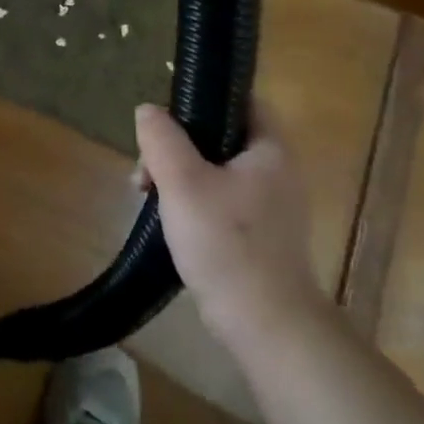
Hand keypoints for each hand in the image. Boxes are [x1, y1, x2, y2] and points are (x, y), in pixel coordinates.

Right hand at [134, 100, 327, 353]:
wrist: (265, 324)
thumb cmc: (226, 242)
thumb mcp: (183, 182)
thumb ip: (162, 139)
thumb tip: (148, 110)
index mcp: (270, 150)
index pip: (242, 101)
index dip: (204, 99)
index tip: (166, 118)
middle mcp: (277, 172)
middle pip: (219, 138)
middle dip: (176, 147)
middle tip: (146, 171)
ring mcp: (270, 207)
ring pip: (214, 171)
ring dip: (178, 177)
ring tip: (148, 197)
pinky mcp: (258, 235)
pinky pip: (219, 201)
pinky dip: (191, 203)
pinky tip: (168, 222)